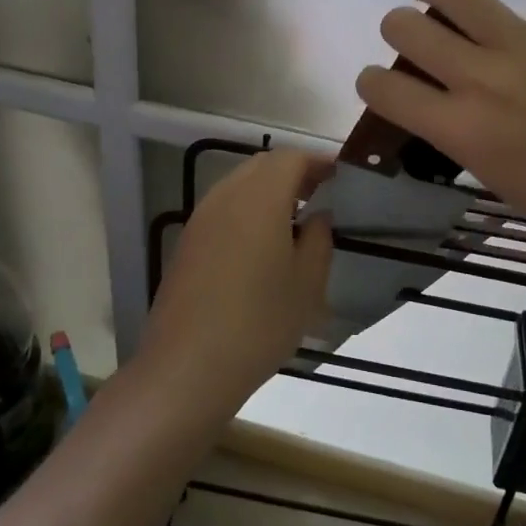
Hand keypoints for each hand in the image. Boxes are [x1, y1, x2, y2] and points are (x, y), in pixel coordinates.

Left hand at [139, 149, 334, 414]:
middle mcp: (226, 197)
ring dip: (267, 190)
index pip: (291, 159)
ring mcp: (200, 219)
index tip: (338, 175)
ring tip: (293, 219)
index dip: (317, 162)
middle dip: (292, 171)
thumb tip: (318, 216)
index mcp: (260, 198)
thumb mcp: (306, 284)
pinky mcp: (187, 243)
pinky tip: (260, 244)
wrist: (187, 366)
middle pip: (262, 165)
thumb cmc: (259, 322)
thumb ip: (318, 239)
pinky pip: (222, 209)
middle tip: (319, 193)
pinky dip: (246, 209)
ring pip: (238, 185)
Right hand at [355, 0, 525, 292]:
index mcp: (460, 130)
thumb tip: (435, 94)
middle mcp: (482, 80)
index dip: (371, 81)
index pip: (382, 87)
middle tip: (419, 39)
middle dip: (400, 30)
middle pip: (407, 27)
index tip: (384, 83)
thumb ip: (455, 131)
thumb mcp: (492, 177)